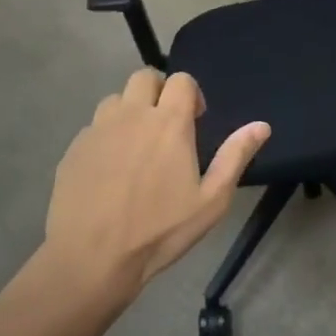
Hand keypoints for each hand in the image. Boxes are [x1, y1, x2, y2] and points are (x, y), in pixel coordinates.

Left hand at [41, 69, 269, 308]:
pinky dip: (105, 137)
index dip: (191, 94)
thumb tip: (262, 126)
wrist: (91, 259)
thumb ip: (236, 156)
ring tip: (136, 145)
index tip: (195, 121)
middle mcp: (132, 115)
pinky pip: (93, 128)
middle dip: (158, 91)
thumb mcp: (211, 200)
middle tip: (165, 125)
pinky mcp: (73, 149)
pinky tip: (110, 170)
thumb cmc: (160, 230)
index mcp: (169, 123)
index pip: (181, 80)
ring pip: (115, 100)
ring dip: (129, 111)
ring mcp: (98, 130)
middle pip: (144, 77)